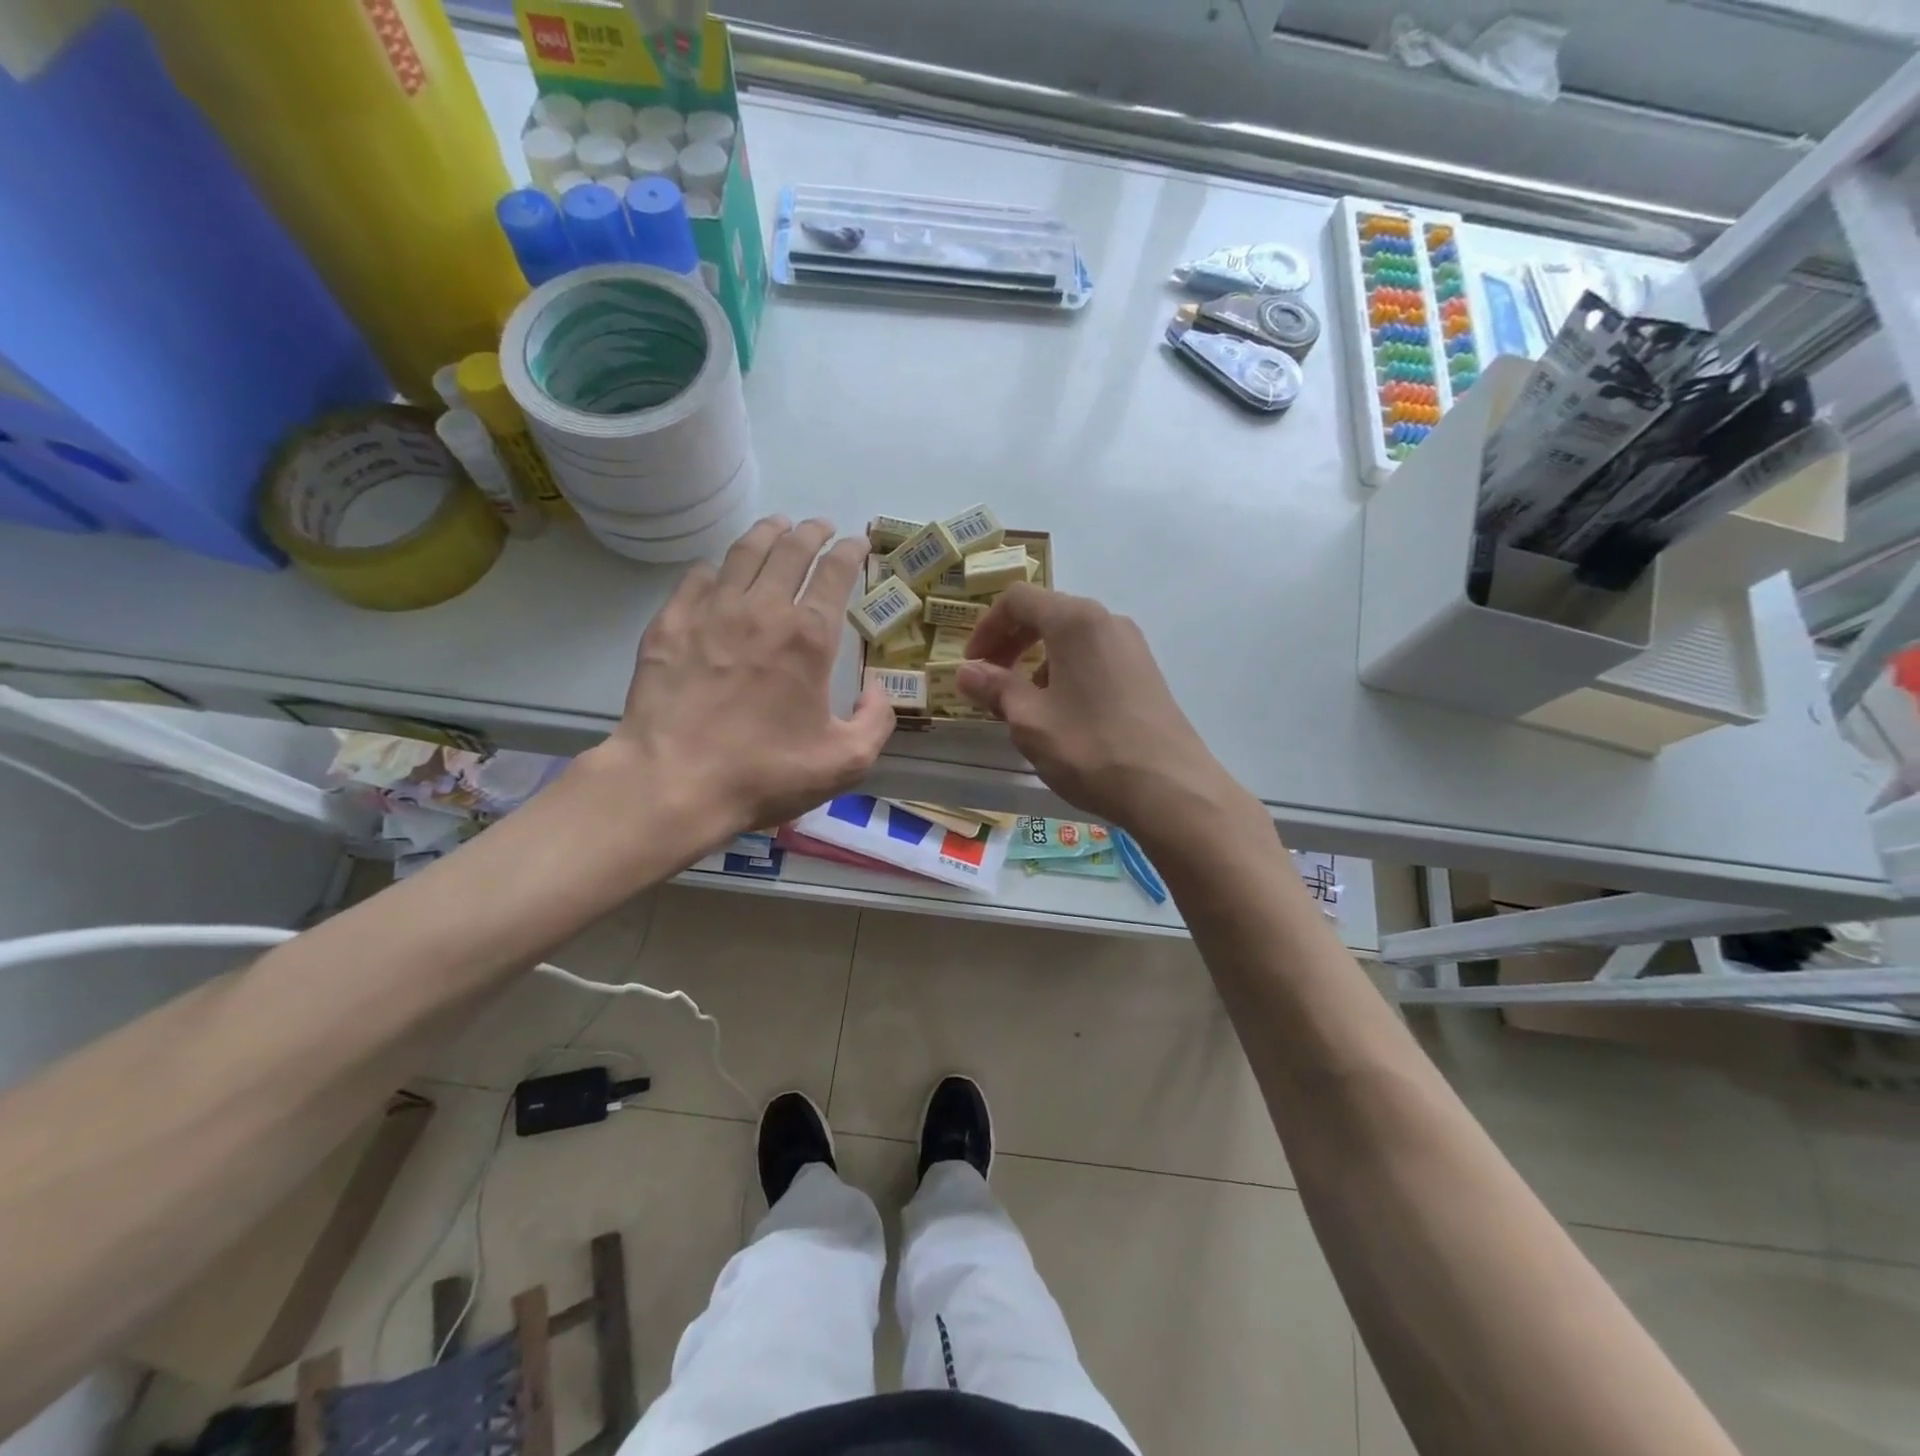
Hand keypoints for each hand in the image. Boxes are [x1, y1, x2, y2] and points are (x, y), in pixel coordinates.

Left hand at [589, 516, 894, 840]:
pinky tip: (720, 573)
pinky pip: (698, 578)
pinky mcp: (670, 625)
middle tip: (820, 526)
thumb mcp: (845, 762)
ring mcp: (710, 612)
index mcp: (809, 637)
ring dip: (767, 533)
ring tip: (777, 526)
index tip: (857, 543)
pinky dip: (717, 568)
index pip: (835, 573)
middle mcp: (762, 610)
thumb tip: (878, 690)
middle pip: (790, 550)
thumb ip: (876, 721)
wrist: (674, 784)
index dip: (850, 552)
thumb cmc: (765, 773)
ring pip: (743, 553)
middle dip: (811, 531)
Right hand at [956, 583, 1245, 835]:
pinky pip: (1094, 657)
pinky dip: (1065, 672)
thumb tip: (964, 671)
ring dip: (1037, 660)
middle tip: (988, 680)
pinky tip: (1060, 714)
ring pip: (1071, 638)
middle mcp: (1106, 621)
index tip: (971, 665)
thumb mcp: (1030, 720)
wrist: (1170, 789)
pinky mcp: (1145, 673)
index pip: (1018, 600)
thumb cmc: (1090, 747)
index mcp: (1075, 620)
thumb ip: (995, 688)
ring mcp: (1131, 646)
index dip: (986, 628)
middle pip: (1046, 614)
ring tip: (1022, 703)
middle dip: (1010, 643)